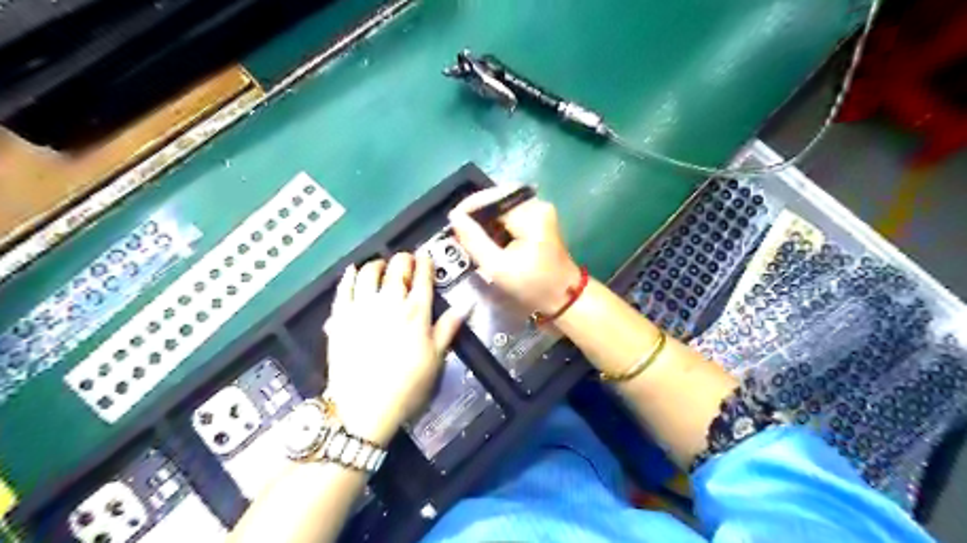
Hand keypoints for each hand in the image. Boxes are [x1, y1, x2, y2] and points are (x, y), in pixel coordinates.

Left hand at [322, 251, 469, 445]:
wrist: (365, 409)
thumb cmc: (406, 386)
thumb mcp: (435, 360)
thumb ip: (447, 329)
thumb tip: (465, 307)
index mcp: (416, 313)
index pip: (422, 278)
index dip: (425, 263)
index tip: (425, 256)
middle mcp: (389, 303)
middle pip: (397, 269)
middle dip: (403, 259)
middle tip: (406, 260)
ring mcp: (361, 308)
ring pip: (368, 273)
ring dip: (377, 264)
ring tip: (381, 266)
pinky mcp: (340, 317)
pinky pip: (343, 289)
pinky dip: (349, 276)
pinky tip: (352, 271)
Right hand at [447, 185, 579, 314]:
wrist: (564, 297)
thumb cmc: (532, 285)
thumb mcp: (497, 267)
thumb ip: (474, 240)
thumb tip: (454, 216)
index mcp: (530, 214)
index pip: (492, 198)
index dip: (469, 207)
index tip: (452, 222)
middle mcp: (537, 205)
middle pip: (498, 197)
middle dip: (477, 211)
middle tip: (460, 228)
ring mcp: (540, 210)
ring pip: (503, 204)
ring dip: (486, 217)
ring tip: (470, 233)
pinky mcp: (539, 218)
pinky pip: (511, 213)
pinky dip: (496, 222)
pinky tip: (487, 237)